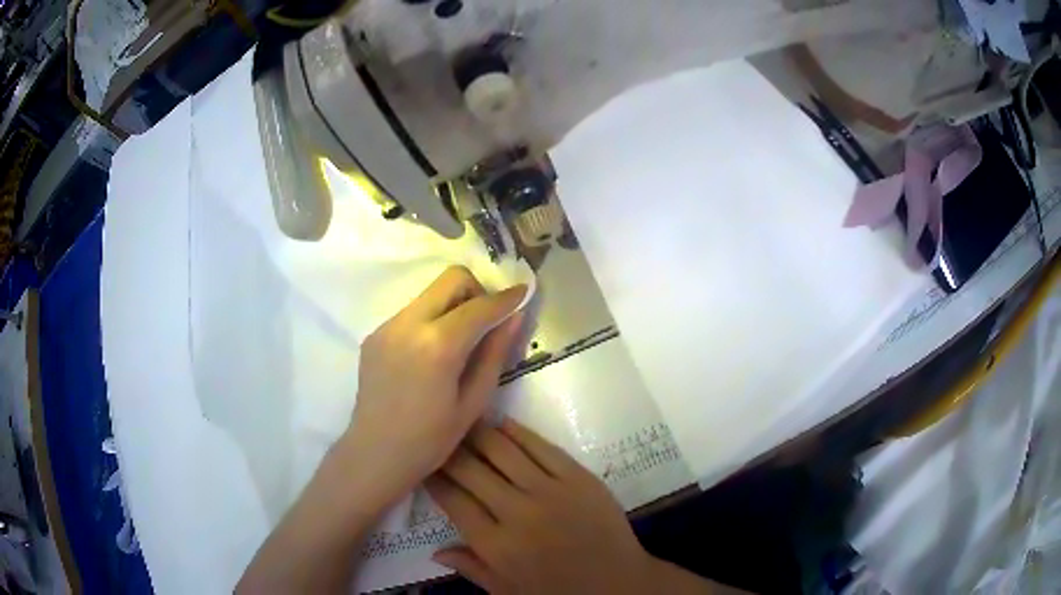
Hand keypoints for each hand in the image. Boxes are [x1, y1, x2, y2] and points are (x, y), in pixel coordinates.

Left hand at [339, 266, 526, 510]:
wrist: (375, 454)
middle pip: (451, 279)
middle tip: (486, 322)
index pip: (480, 306)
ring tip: (458, 343)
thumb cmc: (431, 439)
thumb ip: (495, 354)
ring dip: (452, 305)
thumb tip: (514, 317)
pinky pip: (411, 312)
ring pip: (430, 293)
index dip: (506, 298)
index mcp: (438, 345)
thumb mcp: (474, 402)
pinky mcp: (375, 334)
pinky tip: (430, 356)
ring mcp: (387, 326)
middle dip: (476, 291)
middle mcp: (409, 323)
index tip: (524, 293)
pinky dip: (430, 320)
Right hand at [426, 419, 657, 593]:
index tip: (424, 464)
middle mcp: (517, 513)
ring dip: (478, 433)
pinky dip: (518, 432)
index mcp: (495, 546)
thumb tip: (435, 551)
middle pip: (470, 470)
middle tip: (439, 438)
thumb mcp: (508, 592)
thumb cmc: (559, 593)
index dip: (433, 478)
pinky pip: (542, 447)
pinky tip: (502, 424)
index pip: (453, 500)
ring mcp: (550, 491)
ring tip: (464, 422)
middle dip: (449, 451)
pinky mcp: (578, 478)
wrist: (619, 584)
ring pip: (502, 450)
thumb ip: (471, 569)